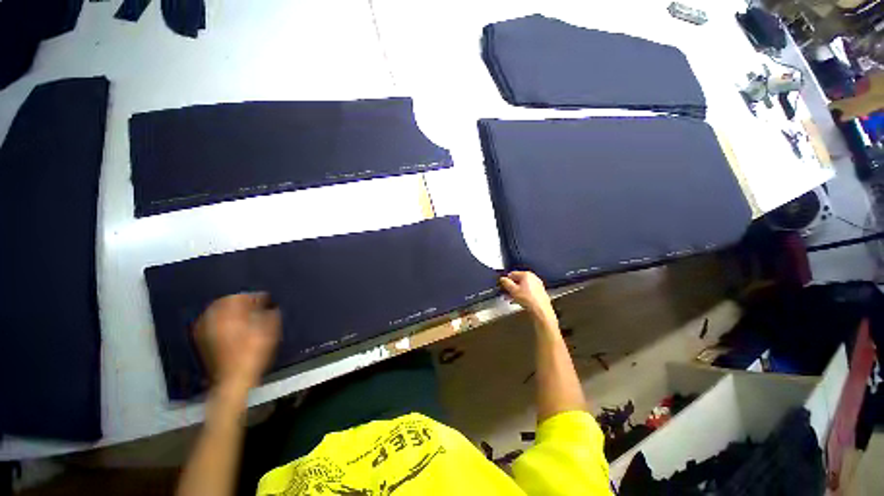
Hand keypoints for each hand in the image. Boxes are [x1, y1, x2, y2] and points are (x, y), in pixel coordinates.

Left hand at [194, 293, 280, 392]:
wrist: (230, 383)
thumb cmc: (250, 358)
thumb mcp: (268, 336)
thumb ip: (271, 317)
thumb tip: (272, 307)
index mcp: (230, 304)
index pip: (246, 296)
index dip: (259, 300)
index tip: (268, 305)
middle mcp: (214, 309)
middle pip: (231, 302)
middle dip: (243, 308)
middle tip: (255, 316)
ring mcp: (203, 322)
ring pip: (220, 313)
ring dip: (230, 316)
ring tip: (242, 326)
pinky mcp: (199, 336)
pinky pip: (211, 324)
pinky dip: (220, 326)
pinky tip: (228, 335)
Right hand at [499, 271, 554, 320]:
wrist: (540, 309)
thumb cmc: (529, 299)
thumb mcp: (513, 290)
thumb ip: (506, 283)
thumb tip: (503, 279)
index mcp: (526, 274)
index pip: (512, 274)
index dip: (506, 280)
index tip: (503, 285)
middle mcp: (533, 278)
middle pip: (519, 280)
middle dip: (511, 287)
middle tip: (506, 293)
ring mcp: (537, 285)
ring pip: (524, 286)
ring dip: (516, 292)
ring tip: (511, 298)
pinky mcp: (539, 292)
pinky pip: (529, 291)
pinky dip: (523, 294)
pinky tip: (520, 300)